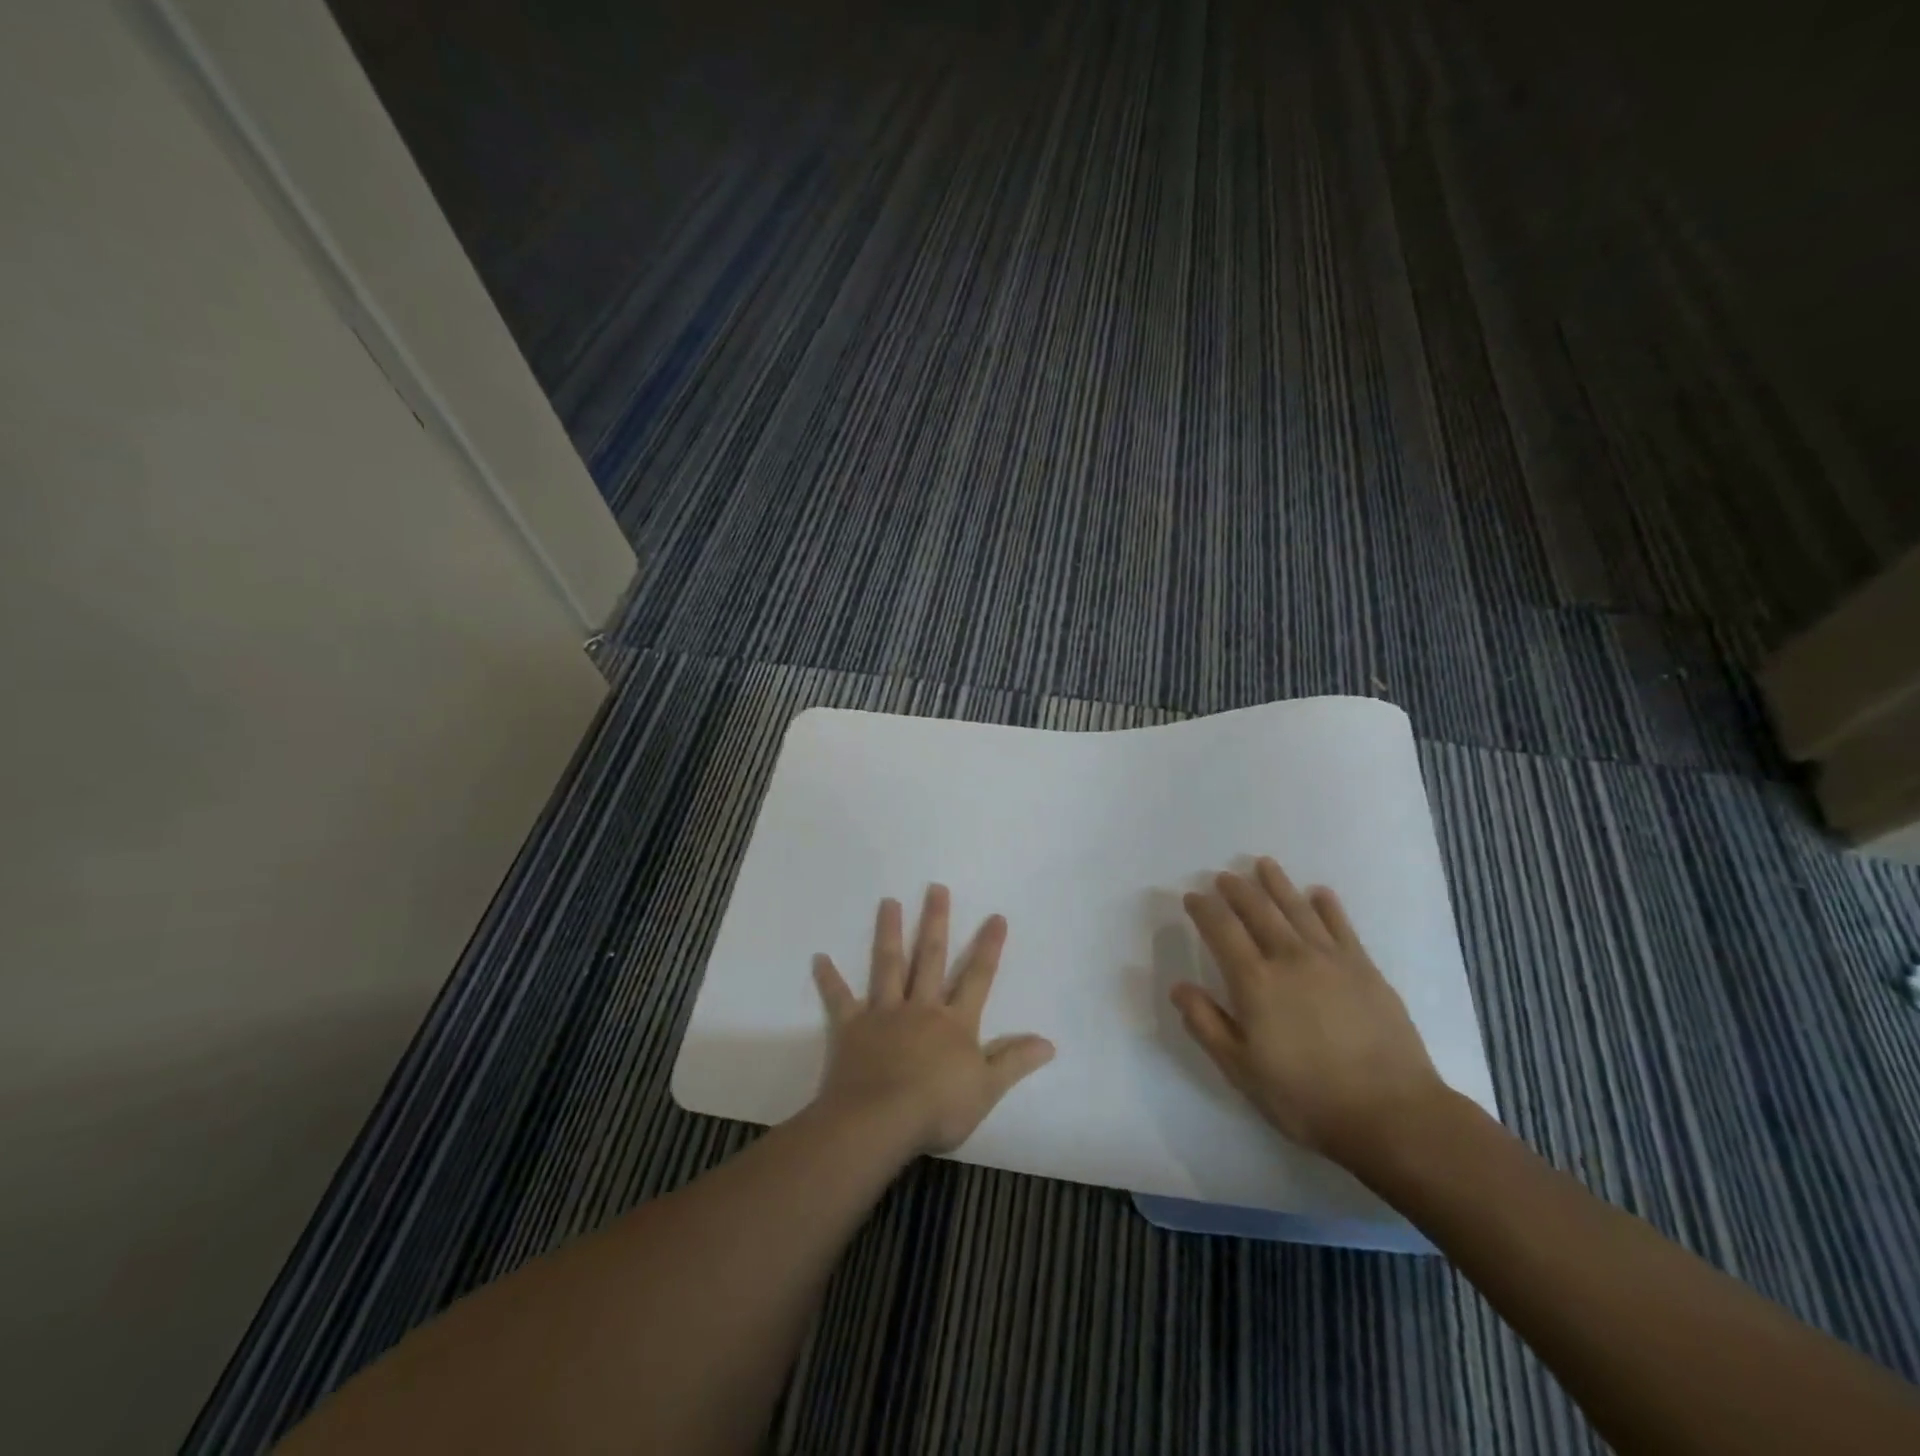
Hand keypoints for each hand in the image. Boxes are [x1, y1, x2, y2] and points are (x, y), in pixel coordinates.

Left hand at [810, 885, 1054, 1154]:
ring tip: (888, 902)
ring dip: (889, 933)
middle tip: (935, 887)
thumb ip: (1014, 1061)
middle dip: (936, 922)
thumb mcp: (987, 1090)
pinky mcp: (852, 1027)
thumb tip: (1049, 1042)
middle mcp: (921, 1008)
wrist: (880, 1121)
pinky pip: (839, 999)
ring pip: (888, 966)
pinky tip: (818, 958)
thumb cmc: (938, 1108)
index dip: (988, 947)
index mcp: (955, 1023)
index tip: (996, 916)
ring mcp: (884, 1014)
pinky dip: (829, 979)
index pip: (977, 978)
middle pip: (931, 958)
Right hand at [1172, 857, 1447, 1169]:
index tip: (1193, 897)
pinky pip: (1341, 926)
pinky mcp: (1365, 969)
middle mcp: (1289, 958)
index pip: (1221, 930)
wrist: (1392, 1114)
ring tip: (1264, 865)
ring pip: (1298, 908)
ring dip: (1277, 884)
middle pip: (1258, 910)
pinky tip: (1319, 893)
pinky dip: (1327, 906)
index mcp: (1255, 982)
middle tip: (1224, 876)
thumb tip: (1179, 986)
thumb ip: (1206, 1024)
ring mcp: (1331, 960)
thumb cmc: (1306, 1097)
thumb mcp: (1241, 1070)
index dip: (1204, 909)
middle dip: (1237, 890)